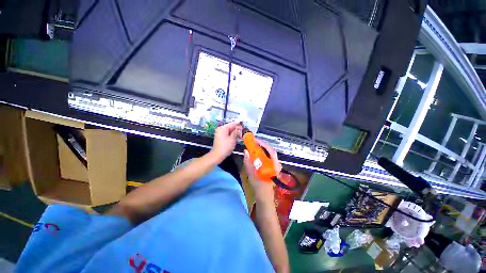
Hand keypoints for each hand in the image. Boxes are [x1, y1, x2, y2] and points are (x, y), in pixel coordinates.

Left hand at [210, 121, 241, 162]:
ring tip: (240, 136)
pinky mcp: (220, 137)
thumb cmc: (225, 147)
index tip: (244, 124)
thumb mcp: (232, 139)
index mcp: (223, 128)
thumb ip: (236, 132)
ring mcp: (219, 133)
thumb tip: (239, 127)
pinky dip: (231, 135)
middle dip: (237, 129)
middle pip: (230, 127)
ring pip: (229, 131)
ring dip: (235, 133)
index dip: (238, 124)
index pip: (232, 124)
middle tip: (243, 132)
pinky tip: (236, 138)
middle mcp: (220, 129)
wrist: (217, 155)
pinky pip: (227, 134)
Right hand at [243, 139, 281, 199]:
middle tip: (252, 141)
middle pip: (270, 149)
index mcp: (274, 165)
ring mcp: (275, 163)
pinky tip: (256, 151)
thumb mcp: (252, 175)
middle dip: (261, 144)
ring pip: (268, 152)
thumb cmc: (259, 186)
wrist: (264, 194)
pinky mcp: (272, 164)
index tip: (255, 140)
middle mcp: (276, 163)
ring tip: (253, 144)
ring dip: (261, 147)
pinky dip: (261, 152)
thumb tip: (246, 151)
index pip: (270, 150)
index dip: (263, 144)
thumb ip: (248, 163)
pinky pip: (267, 155)